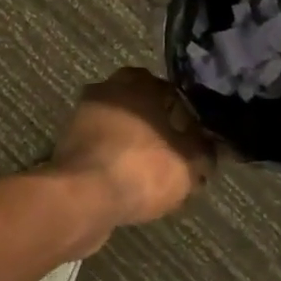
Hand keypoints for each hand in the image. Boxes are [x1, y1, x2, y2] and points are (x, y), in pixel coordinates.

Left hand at [53, 67, 216, 228]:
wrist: (82, 197)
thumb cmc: (141, 168)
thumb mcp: (189, 163)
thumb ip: (204, 151)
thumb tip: (212, 146)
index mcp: (138, 83)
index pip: (170, 91)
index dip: (187, 116)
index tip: (196, 140)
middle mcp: (108, 90)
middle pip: (141, 106)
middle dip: (158, 128)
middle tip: (175, 155)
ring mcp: (83, 116)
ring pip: (120, 127)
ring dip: (134, 144)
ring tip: (154, 174)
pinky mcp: (68, 144)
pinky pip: (102, 148)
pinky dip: (115, 160)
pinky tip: (129, 183)